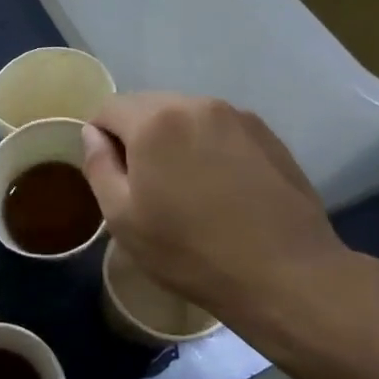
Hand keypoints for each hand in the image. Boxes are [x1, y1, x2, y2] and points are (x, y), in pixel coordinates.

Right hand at [81, 93, 358, 331]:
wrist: (286, 273)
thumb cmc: (190, 250)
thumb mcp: (122, 218)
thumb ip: (98, 166)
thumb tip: (93, 134)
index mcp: (155, 121)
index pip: (109, 108)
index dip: (100, 138)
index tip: (112, 176)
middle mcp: (196, 104)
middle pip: (148, 106)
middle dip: (137, 136)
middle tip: (146, 186)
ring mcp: (238, 117)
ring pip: (186, 116)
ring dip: (174, 140)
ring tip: (186, 188)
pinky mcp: (268, 135)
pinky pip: (219, 129)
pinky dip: (208, 147)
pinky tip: (220, 188)